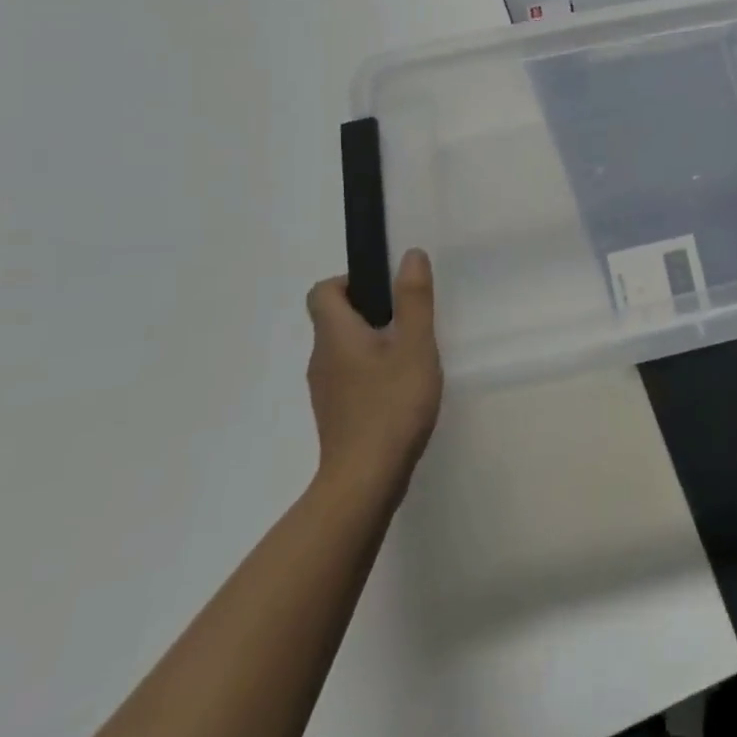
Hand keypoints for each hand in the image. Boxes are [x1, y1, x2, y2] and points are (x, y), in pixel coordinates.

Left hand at [304, 251, 442, 490]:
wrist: (365, 482)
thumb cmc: (391, 405)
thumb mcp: (414, 344)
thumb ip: (414, 298)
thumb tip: (410, 254)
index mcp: (335, 335)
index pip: (323, 291)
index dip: (351, 281)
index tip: (386, 291)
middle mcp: (321, 358)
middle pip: (335, 319)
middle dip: (371, 311)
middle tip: (410, 321)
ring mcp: (325, 390)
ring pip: (344, 350)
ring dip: (373, 343)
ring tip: (411, 355)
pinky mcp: (336, 415)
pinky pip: (350, 377)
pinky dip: (371, 372)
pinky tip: (401, 390)